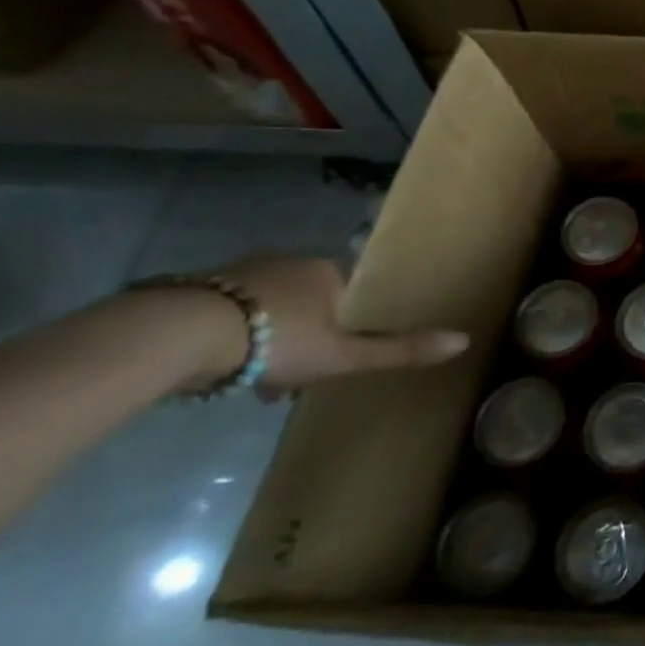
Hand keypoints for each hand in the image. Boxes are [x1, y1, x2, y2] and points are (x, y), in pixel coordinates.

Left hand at [179, 256, 468, 395]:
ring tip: (256, 384)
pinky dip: (234, 337)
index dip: (348, 325)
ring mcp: (241, 272)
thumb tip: (464, 340)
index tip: (338, 357)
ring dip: (268, 342)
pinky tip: (221, 369)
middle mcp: (289, 262)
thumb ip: (398, 350)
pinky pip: (231, 313)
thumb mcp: (344, 354)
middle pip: (309, 302)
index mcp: (327, 271)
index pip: (350, 293)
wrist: (180, 333)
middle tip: (296, 378)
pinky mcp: (198, 288)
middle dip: (307, 338)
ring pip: (269, 309)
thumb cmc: (276, 340)